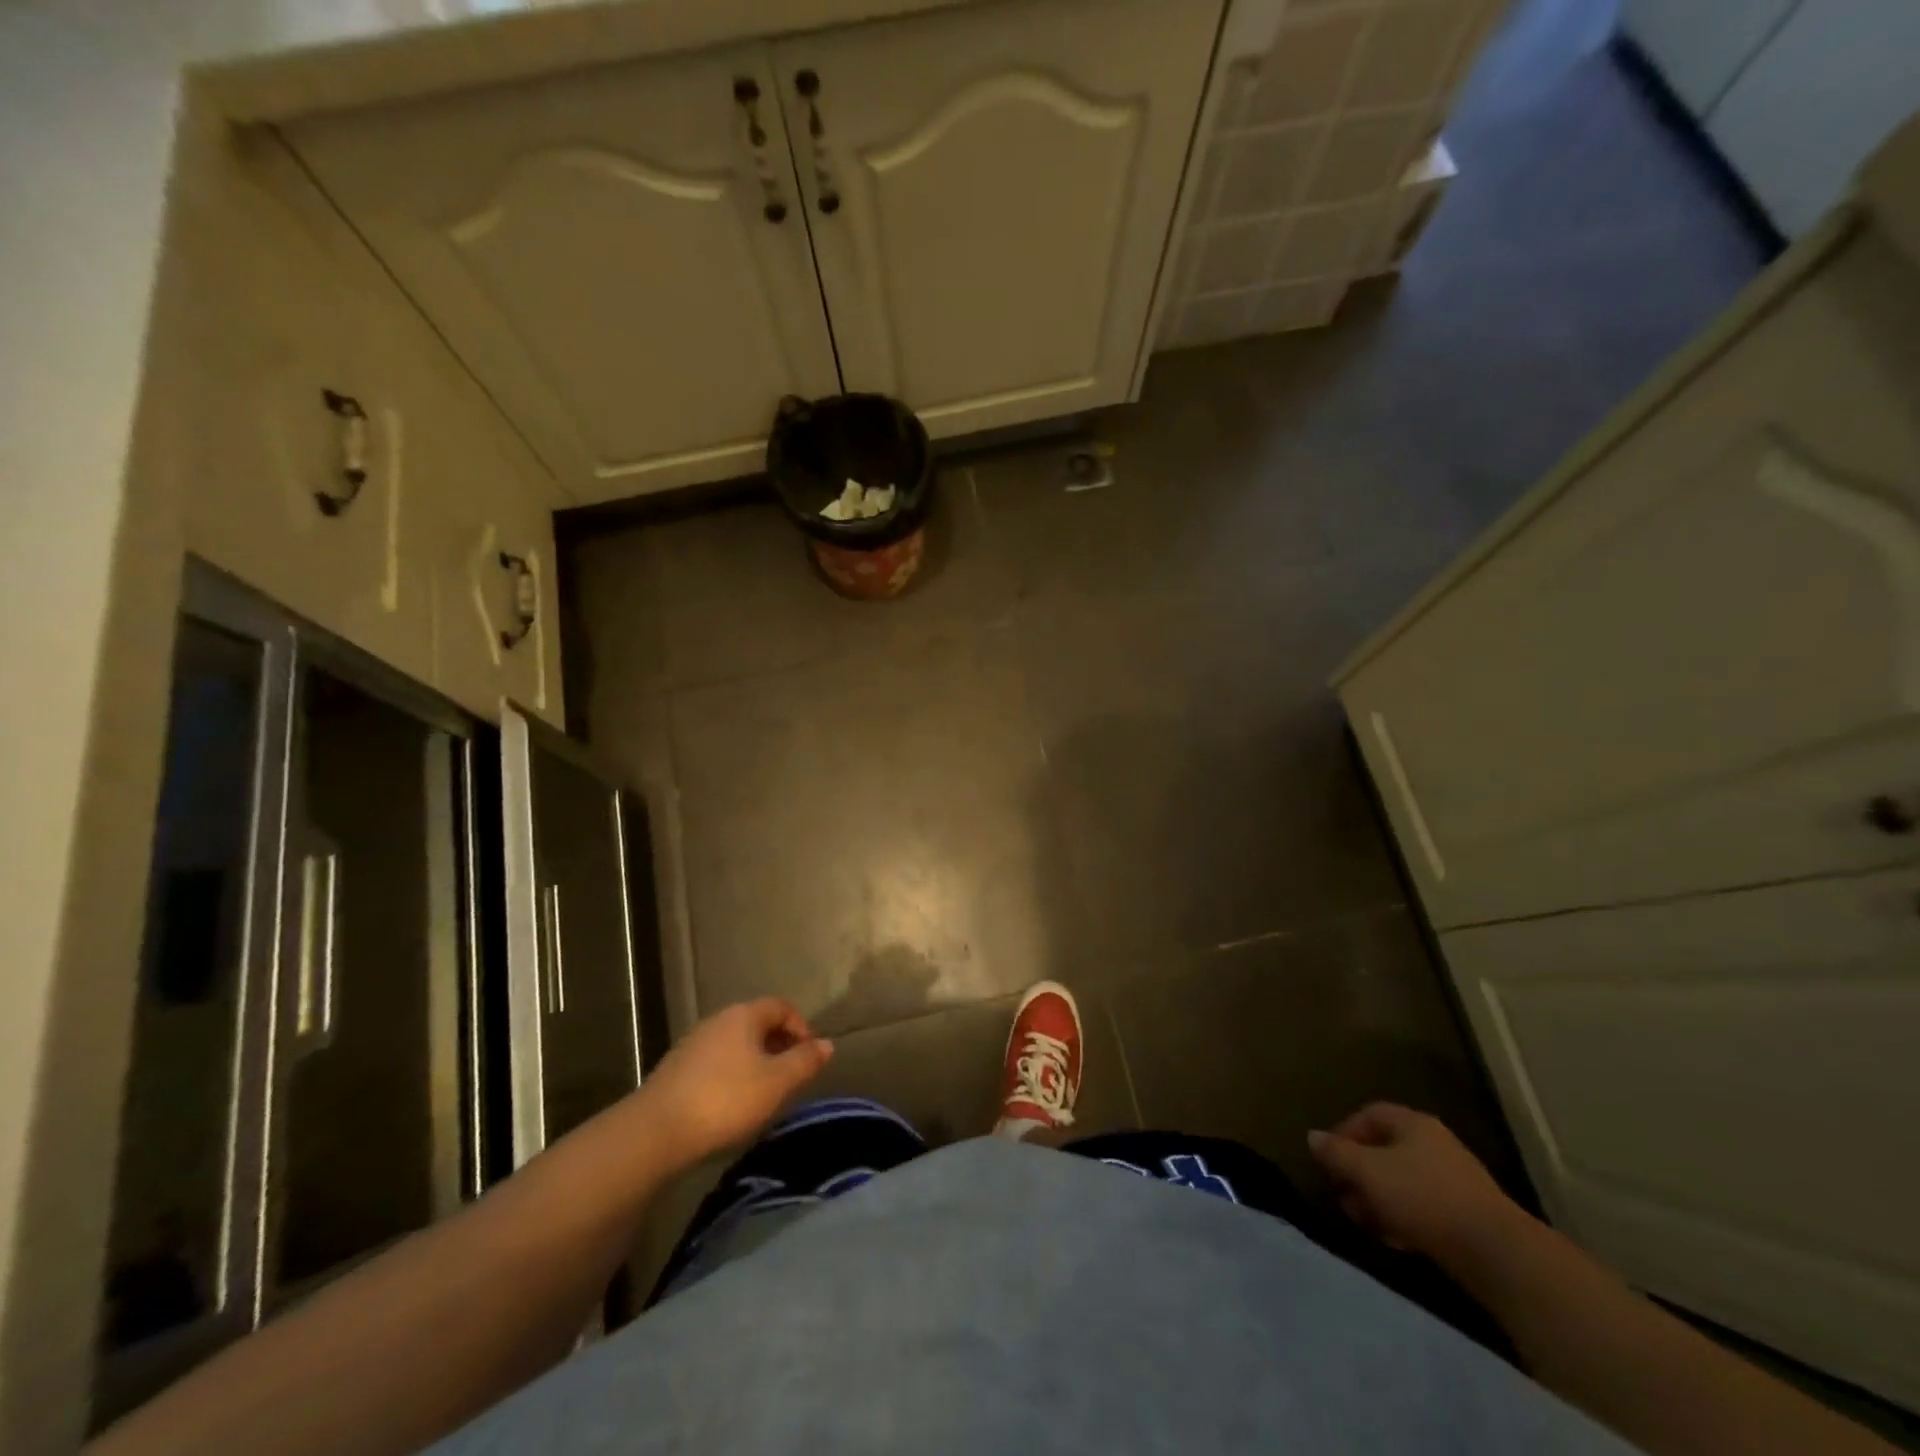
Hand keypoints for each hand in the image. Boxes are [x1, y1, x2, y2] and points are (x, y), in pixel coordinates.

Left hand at [632, 999, 833, 1166]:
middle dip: (780, 1045)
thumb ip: (805, 1061)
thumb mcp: (776, 1082)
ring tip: (765, 1094)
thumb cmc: (725, 1099)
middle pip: (758, 1023)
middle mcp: (718, 1020)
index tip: (810, 1056)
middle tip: (791, 1077)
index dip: (801, 1026)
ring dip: (756, 1062)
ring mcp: (694, 1043)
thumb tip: (826, 1044)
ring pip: (736, 1044)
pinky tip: (733, 1104)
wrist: (655, 1131)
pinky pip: (716, 1062)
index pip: (781, 1006)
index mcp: (744, 1015)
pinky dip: (733, 1075)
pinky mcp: (677, 1069)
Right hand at [1308, 1103, 1524, 1262]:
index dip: (1343, 1132)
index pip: (1368, 1114)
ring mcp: (1455, 1178)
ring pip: (1403, 1179)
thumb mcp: (1367, 1172)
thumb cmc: (1422, 1197)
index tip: (1328, 1160)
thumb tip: (1313, 1137)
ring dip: (1378, 1197)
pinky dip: (1403, 1216)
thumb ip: (1336, 1153)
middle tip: (1342, 1194)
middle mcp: (1435, 1142)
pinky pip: (1424, 1205)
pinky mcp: (1468, 1213)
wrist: (1496, 1252)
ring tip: (1364, 1221)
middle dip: (1359, 1171)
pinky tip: (1394, 1238)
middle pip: (1385, 1148)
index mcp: (1412, 1123)